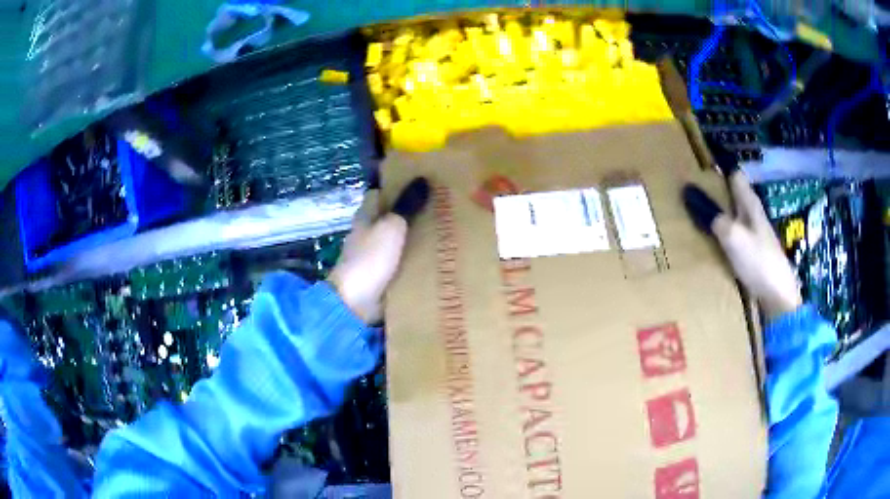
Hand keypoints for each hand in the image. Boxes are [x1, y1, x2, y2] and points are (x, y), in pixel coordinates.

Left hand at [328, 178, 429, 323]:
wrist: (356, 302)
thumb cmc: (370, 259)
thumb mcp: (391, 228)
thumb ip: (406, 206)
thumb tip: (423, 179)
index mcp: (365, 216)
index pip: (378, 193)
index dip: (395, 186)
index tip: (419, 182)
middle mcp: (367, 233)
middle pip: (389, 217)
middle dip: (409, 212)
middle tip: (440, 207)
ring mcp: (373, 256)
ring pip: (396, 240)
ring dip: (413, 236)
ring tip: (444, 230)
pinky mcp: (381, 276)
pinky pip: (400, 262)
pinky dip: (413, 258)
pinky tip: (434, 258)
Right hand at [684, 170, 801, 321]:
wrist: (778, 297)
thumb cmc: (758, 261)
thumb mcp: (732, 236)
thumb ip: (713, 216)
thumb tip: (688, 193)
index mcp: (750, 204)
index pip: (735, 176)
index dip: (721, 170)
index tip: (701, 167)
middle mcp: (754, 215)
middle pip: (734, 196)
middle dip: (718, 192)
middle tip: (694, 193)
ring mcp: (756, 236)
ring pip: (735, 216)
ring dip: (720, 214)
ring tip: (699, 216)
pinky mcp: (754, 254)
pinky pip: (736, 236)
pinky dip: (725, 234)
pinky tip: (715, 243)